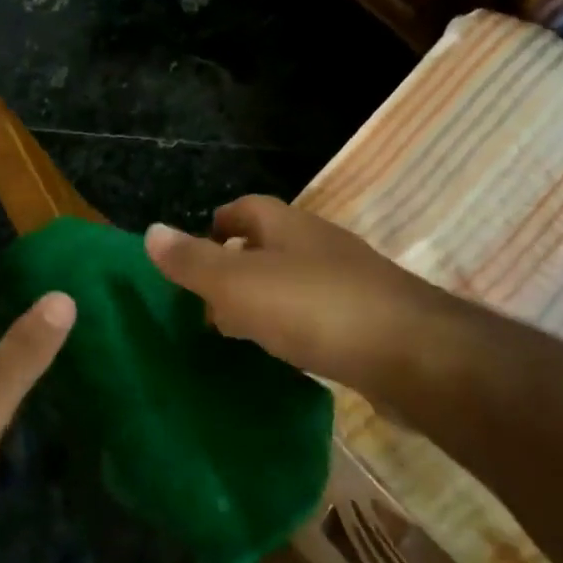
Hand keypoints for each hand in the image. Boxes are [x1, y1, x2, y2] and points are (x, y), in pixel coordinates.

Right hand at [144, 196, 447, 404]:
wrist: (412, 354)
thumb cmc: (314, 308)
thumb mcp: (238, 283)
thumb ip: (193, 261)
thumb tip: (150, 231)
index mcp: (287, 226)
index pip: (245, 208)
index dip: (218, 222)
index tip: (194, 249)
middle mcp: (319, 245)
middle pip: (269, 243)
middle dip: (236, 264)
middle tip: (205, 300)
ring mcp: (349, 281)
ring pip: (293, 280)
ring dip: (264, 298)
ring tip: (237, 330)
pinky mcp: (369, 320)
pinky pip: (317, 313)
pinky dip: (292, 325)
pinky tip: (284, 353)